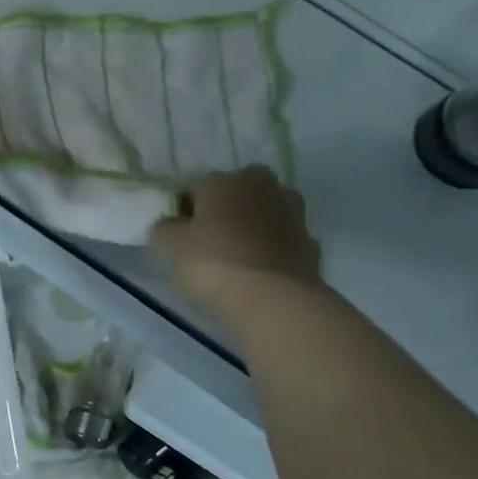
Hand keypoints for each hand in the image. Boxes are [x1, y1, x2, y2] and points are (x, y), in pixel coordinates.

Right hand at [151, 167, 323, 319]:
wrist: (274, 298)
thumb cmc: (213, 264)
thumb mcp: (170, 247)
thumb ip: (166, 228)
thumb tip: (171, 224)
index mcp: (224, 180)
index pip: (195, 185)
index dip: (184, 208)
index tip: (178, 232)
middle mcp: (261, 186)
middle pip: (238, 191)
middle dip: (226, 207)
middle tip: (211, 237)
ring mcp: (292, 212)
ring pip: (265, 211)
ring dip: (254, 225)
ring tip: (238, 255)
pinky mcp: (311, 242)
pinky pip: (283, 239)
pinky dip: (273, 249)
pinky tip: (261, 271)